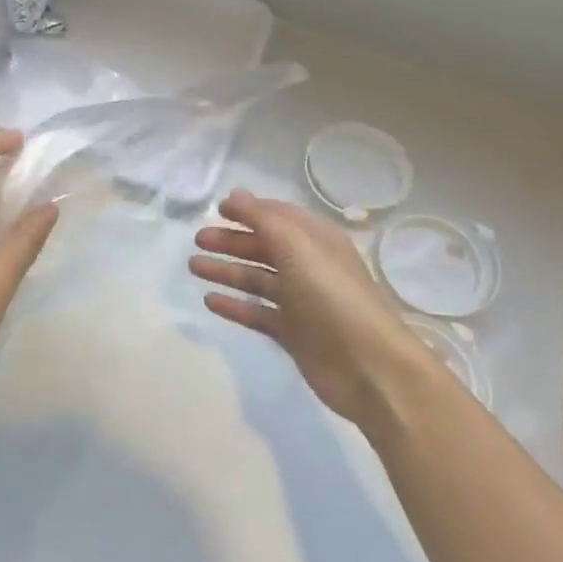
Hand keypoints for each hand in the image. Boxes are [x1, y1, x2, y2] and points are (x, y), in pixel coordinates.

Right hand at [191, 190, 433, 426]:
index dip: (249, 210)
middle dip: (231, 241)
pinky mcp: (293, 333)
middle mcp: (309, 266)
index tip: (217, 209)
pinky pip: (258, 313)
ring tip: (194, 267)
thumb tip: (235, 195)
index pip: (278, 216)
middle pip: (264, 247)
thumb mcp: (296, 245)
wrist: (368, 366)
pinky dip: (235, 306)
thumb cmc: (331, 295)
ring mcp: (301, 301)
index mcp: (316, 240)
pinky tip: (210, 301)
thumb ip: (262, 218)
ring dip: (227, 270)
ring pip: (257, 279)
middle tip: (198, 240)